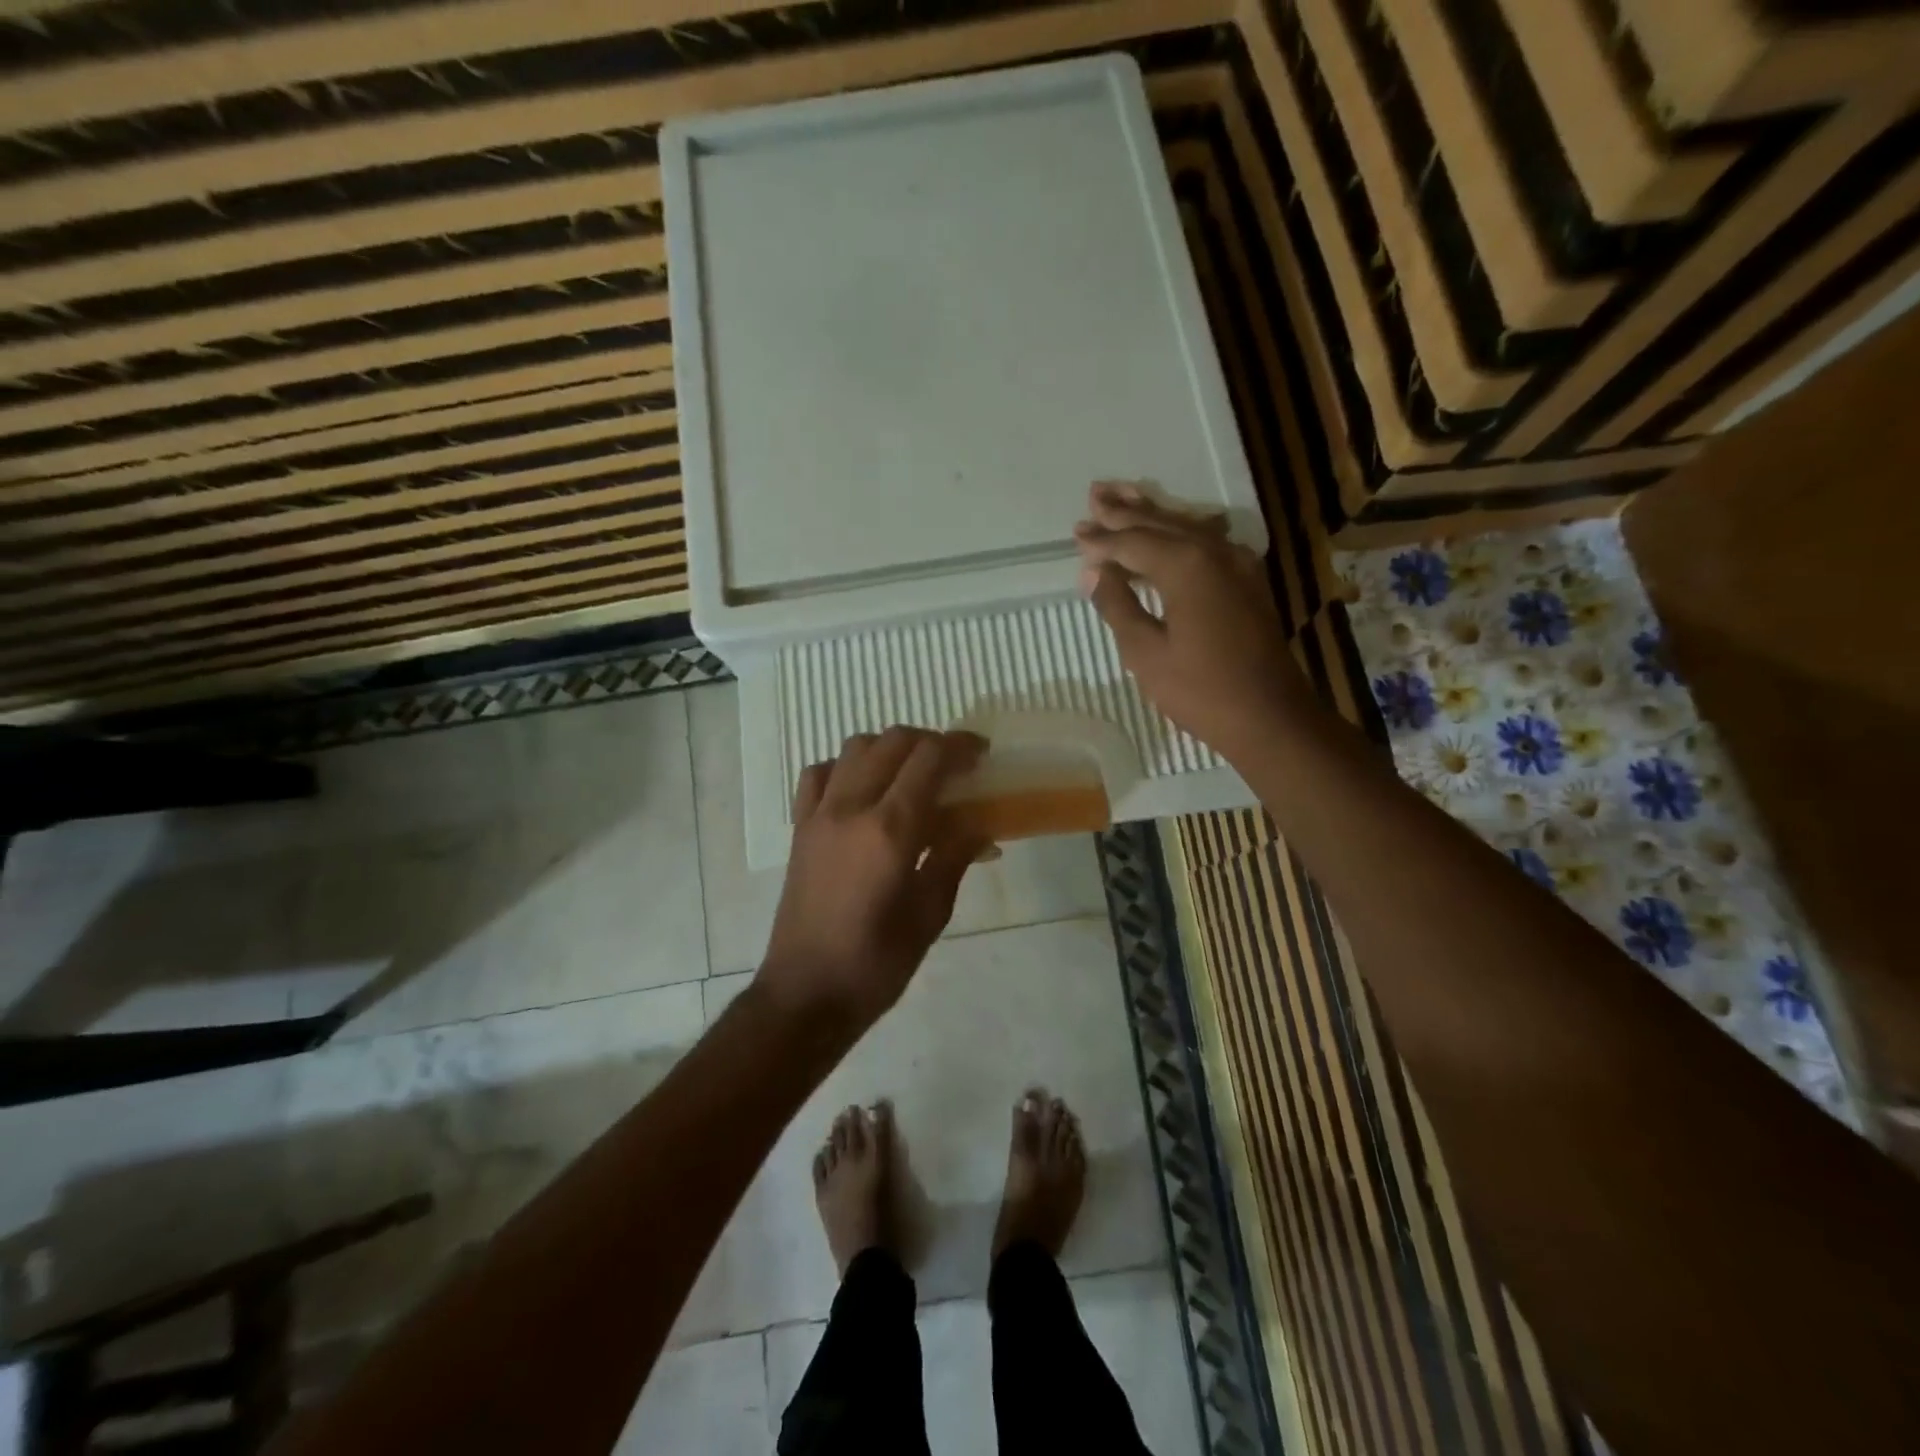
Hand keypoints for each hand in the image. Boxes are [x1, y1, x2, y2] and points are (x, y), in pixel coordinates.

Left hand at [757, 726, 988, 1033]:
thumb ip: (954, 857)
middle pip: (892, 741)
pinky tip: (863, 789)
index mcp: (890, 830)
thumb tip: (979, 823)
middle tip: (955, 765)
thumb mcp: (930, 914)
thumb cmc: (877, 963)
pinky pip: (819, 773)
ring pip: (855, 747)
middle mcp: (851, 808)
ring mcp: (819, 814)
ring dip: (890, 747)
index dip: (960, 747)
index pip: (928, 760)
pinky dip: (846, 767)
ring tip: (912, 774)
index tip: (981, 755)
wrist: (806, 993)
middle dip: (930, 741)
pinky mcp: (800, 827)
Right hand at [1074, 481, 1309, 760]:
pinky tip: (1172, 528)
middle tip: (1095, 495)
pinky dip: (1181, 533)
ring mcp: (1238, 564)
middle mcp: (1215, 552)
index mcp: (1186, 565)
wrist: (1269, 716)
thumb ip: (1117, 605)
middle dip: (1126, 512)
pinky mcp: (1248, 581)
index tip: (1076, 533)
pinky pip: (1207, 543)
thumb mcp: (1145, 652)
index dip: (1102, 540)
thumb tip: (1094, 572)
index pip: (1133, 543)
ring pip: (1188, 527)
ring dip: (1153, 515)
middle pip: (1162, 523)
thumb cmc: (1200, 690)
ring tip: (1123, 498)